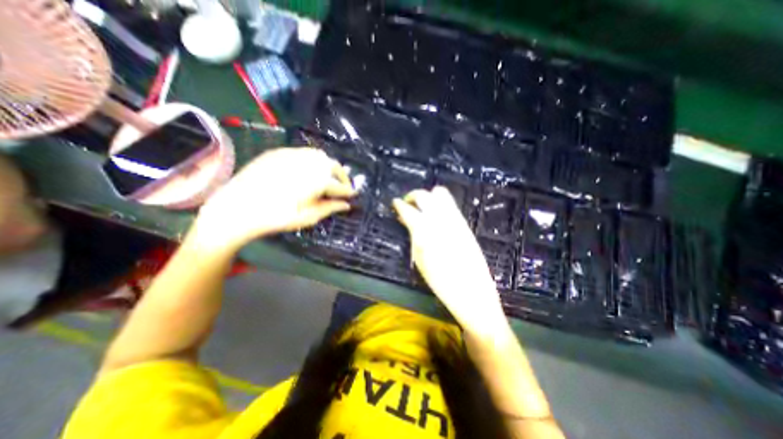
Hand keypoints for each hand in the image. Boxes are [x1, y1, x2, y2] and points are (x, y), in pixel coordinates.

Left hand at [195, 147, 354, 250]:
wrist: (237, 207)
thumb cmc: (276, 217)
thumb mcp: (308, 217)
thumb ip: (330, 208)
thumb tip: (346, 205)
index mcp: (319, 179)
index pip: (340, 186)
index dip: (348, 191)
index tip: (353, 195)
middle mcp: (310, 162)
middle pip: (333, 166)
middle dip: (342, 176)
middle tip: (343, 186)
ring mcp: (293, 154)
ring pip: (319, 156)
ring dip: (328, 166)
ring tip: (327, 177)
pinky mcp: (279, 152)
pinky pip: (302, 152)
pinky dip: (311, 160)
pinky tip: (307, 170)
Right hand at [395, 186, 503, 332]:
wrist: (472, 292)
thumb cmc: (440, 281)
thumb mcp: (419, 259)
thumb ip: (413, 235)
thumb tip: (406, 220)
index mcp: (425, 231)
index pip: (408, 209)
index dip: (399, 204)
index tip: (395, 203)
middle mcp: (440, 220)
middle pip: (424, 195)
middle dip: (413, 196)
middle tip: (407, 204)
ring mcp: (455, 219)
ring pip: (440, 193)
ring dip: (428, 196)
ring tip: (422, 207)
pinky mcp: (464, 223)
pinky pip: (450, 204)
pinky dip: (439, 203)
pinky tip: (435, 214)